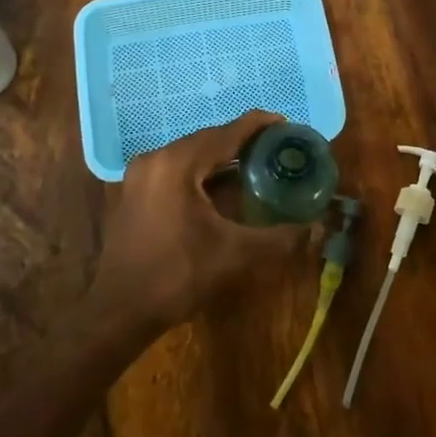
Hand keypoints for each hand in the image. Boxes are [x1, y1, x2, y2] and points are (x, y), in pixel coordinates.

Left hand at [90, 110, 316, 337]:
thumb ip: (279, 237)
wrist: (119, 312)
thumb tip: (317, 226)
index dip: (259, 125)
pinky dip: (203, 171)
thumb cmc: (177, 277)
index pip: (226, 133)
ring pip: (192, 154)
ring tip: (257, 164)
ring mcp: (141, 174)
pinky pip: (177, 168)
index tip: (287, 124)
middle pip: (208, 140)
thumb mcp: (234, 255)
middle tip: (277, 148)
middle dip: (243, 142)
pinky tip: (223, 186)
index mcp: (178, 164)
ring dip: (223, 157)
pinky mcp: (136, 191)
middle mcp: (156, 158)